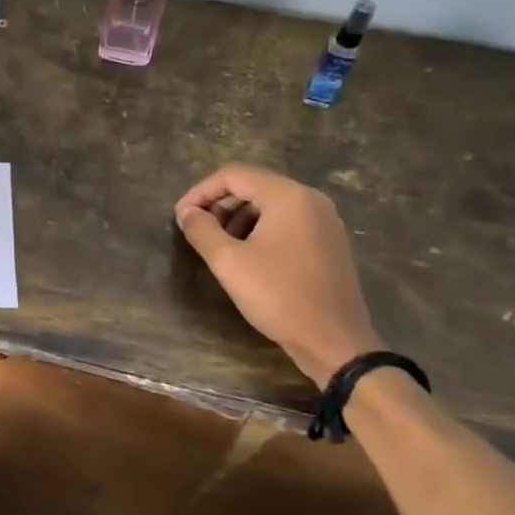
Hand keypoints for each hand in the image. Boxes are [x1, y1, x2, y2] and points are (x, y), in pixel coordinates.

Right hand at [174, 165, 381, 385]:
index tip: (181, 216)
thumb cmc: (278, 296)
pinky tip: (248, 255)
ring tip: (219, 245)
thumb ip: (202, 230)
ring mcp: (325, 220)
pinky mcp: (330, 242)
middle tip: (197, 230)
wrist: (333, 340)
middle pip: (254, 185)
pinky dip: (262, 228)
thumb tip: (187, 213)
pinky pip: (289, 221)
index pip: (234, 175)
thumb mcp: (229, 262)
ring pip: (271, 204)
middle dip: (220, 204)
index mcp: (287, 196)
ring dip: (239, 217)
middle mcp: (310, 199)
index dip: (201, 191)